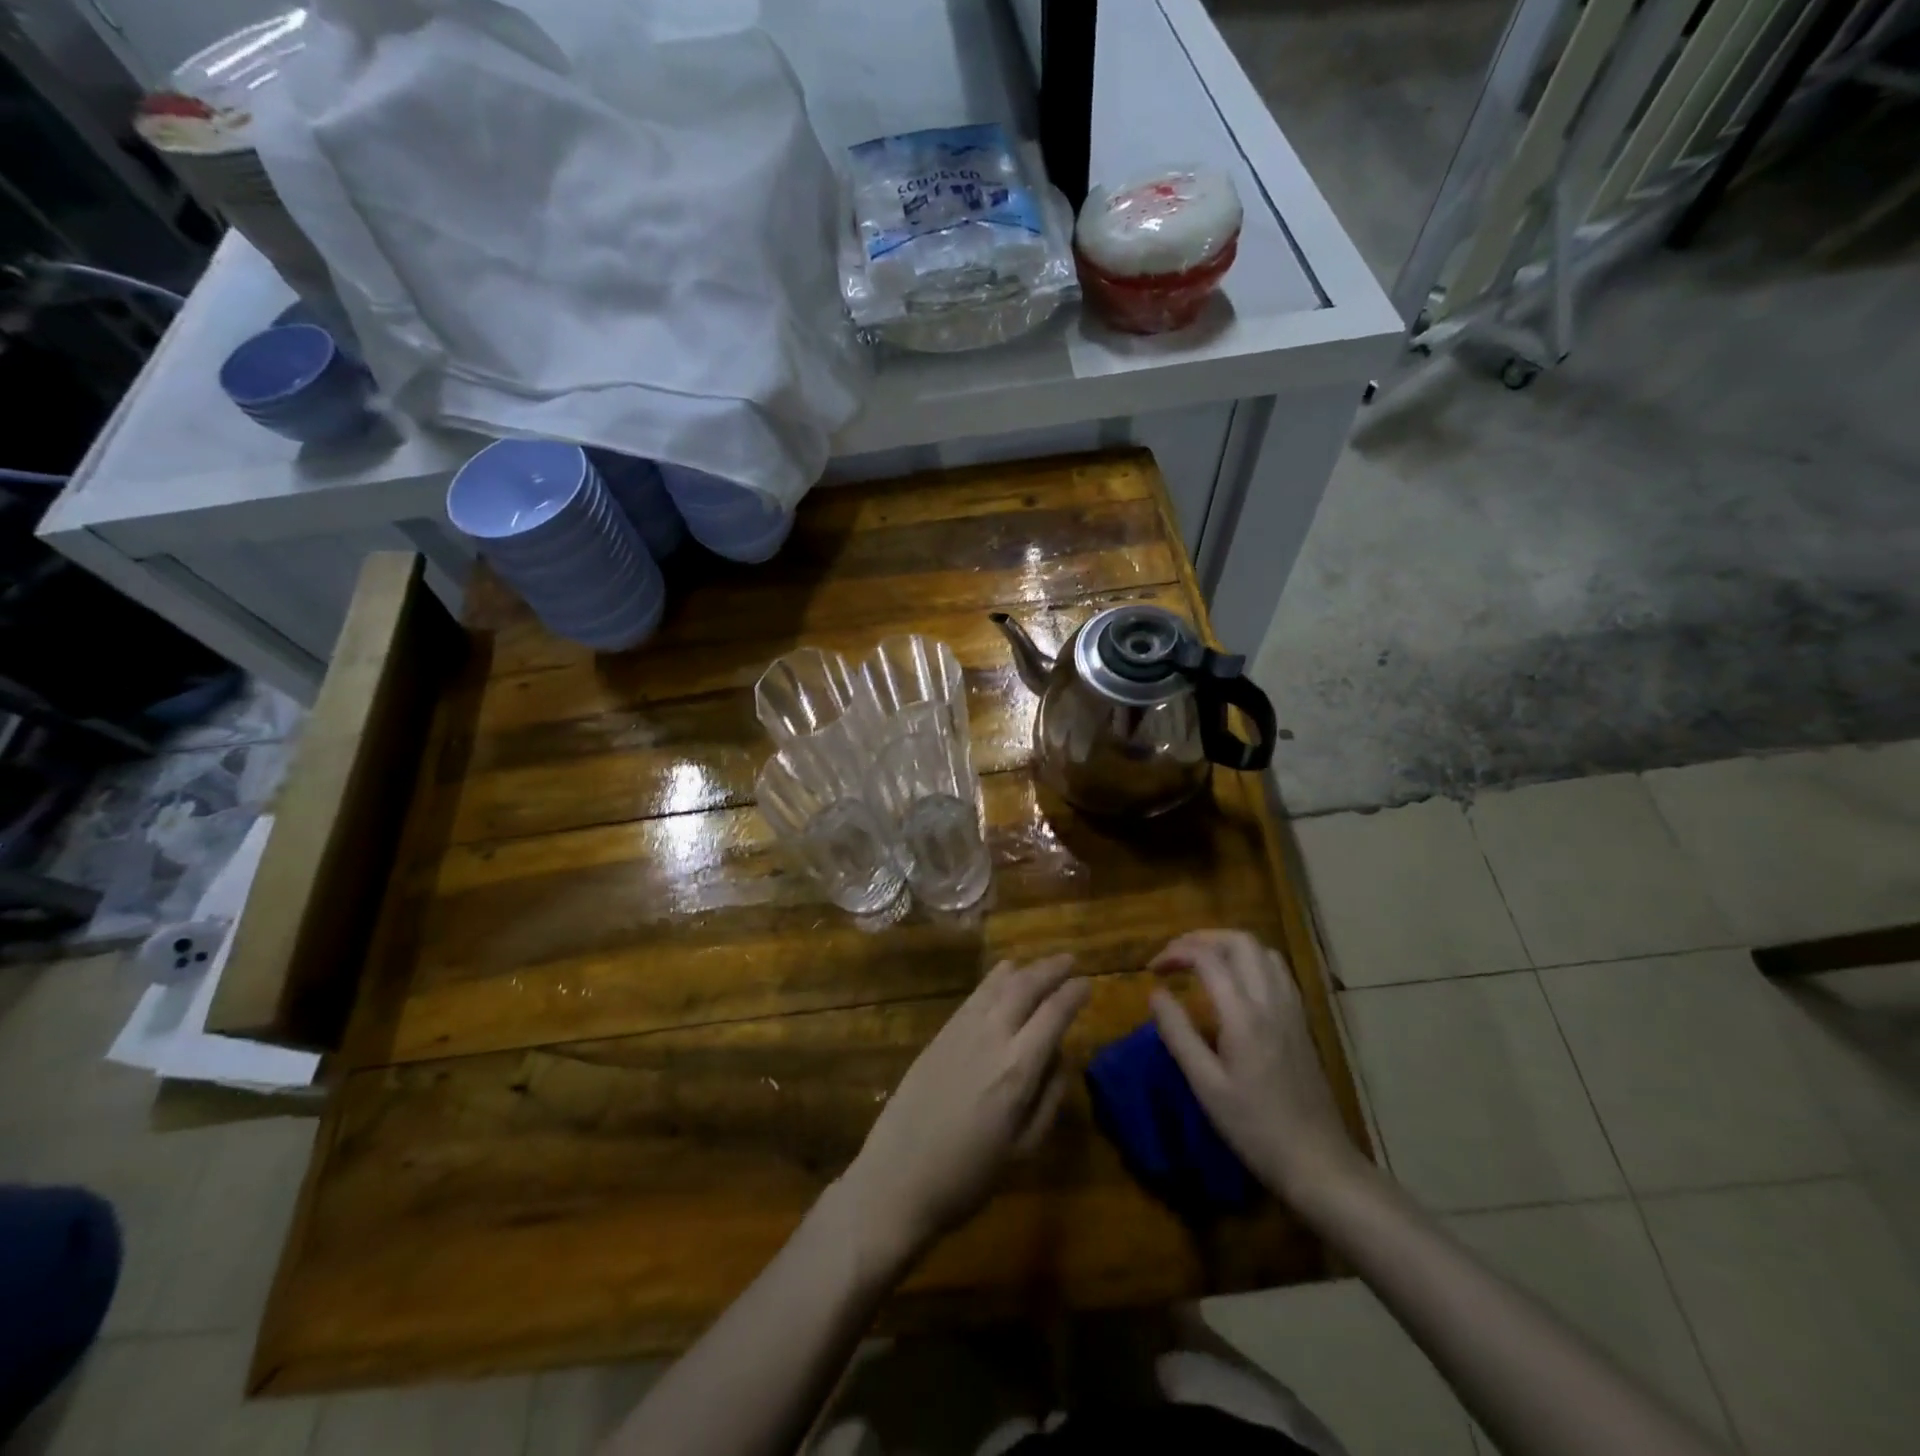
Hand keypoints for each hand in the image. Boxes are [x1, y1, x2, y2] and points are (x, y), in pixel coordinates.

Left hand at [840, 955, 1087, 1265]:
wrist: (897, 1178)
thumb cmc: (968, 1175)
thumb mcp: (1024, 1148)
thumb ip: (1049, 1098)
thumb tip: (1059, 1057)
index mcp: (1017, 1069)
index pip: (1053, 1015)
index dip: (1073, 994)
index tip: (1088, 982)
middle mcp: (991, 1037)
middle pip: (1025, 987)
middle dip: (1051, 970)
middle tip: (1071, 960)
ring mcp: (961, 1031)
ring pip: (998, 984)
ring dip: (1024, 969)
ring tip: (1041, 964)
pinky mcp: (940, 1033)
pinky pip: (974, 994)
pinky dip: (994, 979)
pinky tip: (1003, 976)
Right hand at [1149, 930, 1360, 1201]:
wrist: (1317, 1162)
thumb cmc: (1254, 1128)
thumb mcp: (1205, 1085)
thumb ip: (1178, 1034)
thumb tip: (1156, 993)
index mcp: (1244, 1015)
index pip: (1208, 958)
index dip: (1176, 952)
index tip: (1152, 970)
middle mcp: (1272, 1001)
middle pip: (1240, 941)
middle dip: (1202, 938)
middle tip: (1175, 957)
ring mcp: (1292, 1009)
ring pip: (1263, 951)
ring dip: (1228, 946)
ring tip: (1201, 963)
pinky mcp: (1302, 1021)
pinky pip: (1278, 971)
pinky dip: (1251, 961)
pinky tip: (1236, 984)